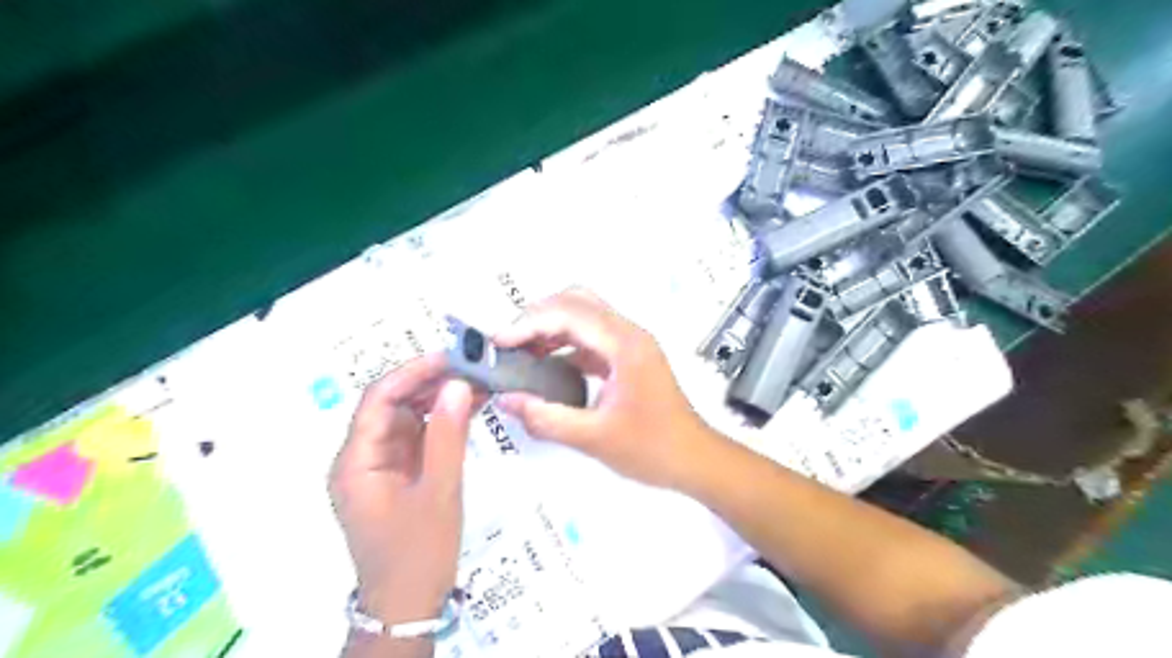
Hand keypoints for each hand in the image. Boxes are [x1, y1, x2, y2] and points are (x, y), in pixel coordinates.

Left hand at [328, 356, 474, 626]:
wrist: (409, 605)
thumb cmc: (418, 552)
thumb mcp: (439, 492)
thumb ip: (448, 436)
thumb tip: (458, 385)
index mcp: (356, 461)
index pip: (378, 400)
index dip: (412, 373)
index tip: (449, 358)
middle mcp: (363, 457)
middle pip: (392, 405)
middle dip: (429, 383)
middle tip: (471, 368)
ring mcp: (382, 466)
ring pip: (408, 418)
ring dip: (439, 400)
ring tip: (476, 382)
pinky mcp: (400, 474)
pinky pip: (420, 437)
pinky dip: (443, 422)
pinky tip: (470, 407)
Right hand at [491, 287, 714, 486]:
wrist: (695, 460)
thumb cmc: (654, 449)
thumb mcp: (594, 438)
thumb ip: (546, 418)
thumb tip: (507, 400)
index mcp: (625, 344)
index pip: (569, 313)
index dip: (529, 322)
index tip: (500, 342)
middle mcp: (629, 334)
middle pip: (577, 301)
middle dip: (537, 316)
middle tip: (508, 343)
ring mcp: (630, 344)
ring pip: (583, 315)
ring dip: (550, 327)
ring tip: (520, 352)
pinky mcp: (627, 357)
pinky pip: (590, 337)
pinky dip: (563, 343)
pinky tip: (546, 365)